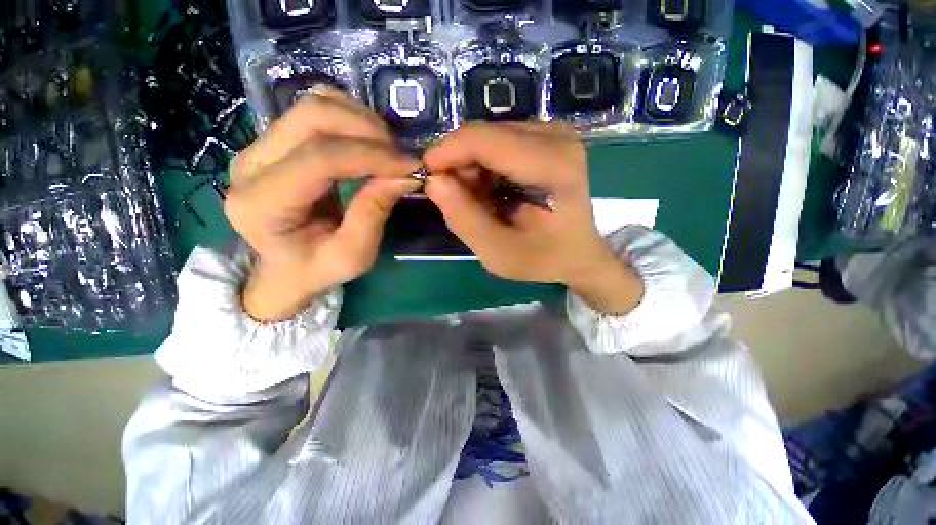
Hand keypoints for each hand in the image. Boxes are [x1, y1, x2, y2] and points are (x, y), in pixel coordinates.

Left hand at [226, 88, 421, 320]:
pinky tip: (368, 142)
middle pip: (311, 117)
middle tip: (400, 156)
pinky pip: (314, 110)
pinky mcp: (274, 141)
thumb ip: (373, 213)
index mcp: (262, 204)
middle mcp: (250, 164)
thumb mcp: (353, 255)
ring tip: (387, 151)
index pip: (319, 159)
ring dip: (360, 121)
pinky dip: (349, 118)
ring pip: (313, 106)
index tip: (410, 166)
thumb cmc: (317, 268)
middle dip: (366, 130)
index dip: (371, 157)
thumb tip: (405, 174)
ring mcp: (259, 146)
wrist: (285, 268)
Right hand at [423, 121, 643, 314]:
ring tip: (479, 201)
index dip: (447, 153)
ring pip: (487, 135)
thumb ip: (464, 219)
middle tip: (457, 200)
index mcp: (553, 165)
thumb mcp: (498, 253)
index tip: (426, 177)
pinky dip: (484, 165)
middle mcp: (557, 136)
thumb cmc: (543, 258)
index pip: (486, 140)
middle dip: (459, 165)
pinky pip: (498, 140)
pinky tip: (491, 190)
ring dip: (471, 167)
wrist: (578, 252)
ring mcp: (554, 132)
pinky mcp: (547, 136)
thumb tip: (434, 181)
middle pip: (484, 134)